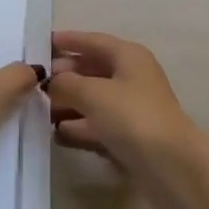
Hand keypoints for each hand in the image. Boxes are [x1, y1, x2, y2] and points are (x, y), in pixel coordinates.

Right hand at [47, 31, 204, 208]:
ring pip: (94, 100)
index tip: (42, 43)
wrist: (172, 167)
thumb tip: (52, 82)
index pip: (94, 41)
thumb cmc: (133, 117)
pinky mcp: (131, 137)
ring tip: (39, 110)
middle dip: (65, 75)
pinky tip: (58, 134)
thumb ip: (66, 84)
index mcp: (128, 56)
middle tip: (36, 83)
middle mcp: (132, 78)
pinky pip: (99, 125)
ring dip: (69, 103)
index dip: (69, 41)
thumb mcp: (93, 94)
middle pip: (93, 70)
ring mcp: (133, 109)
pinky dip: (80, 127)